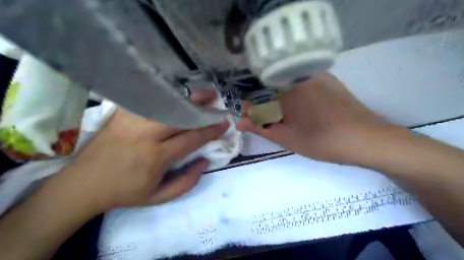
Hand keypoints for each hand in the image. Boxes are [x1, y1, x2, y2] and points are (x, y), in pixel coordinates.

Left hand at [58, 91, 229, 212]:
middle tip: (217, 101)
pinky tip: (176, 91)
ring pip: (166, 104)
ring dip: (186, 97)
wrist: (83, 184)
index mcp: (157, 157)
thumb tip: (205, 160)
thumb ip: (186, 182)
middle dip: (202, 107)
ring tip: (201, 92)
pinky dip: (165, 94)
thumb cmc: (124, 192)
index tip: (224, 123)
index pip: (192, 138)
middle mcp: (146, 135)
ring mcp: (132, 121)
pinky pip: (148, 100)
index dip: (211, 130)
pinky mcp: (121, 113)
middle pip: (180, 115)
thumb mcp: (158, 197)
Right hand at [239, 72, 394, 166]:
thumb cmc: (322, 141)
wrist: (367, 140)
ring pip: (293, 91)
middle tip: (289, 129)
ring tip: (305, 124)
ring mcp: (318, 76)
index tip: (264, 125)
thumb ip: (260, 127)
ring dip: (291, 106)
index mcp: (288, 89)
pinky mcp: (330, 80)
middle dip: (278, 111)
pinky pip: (307, 87)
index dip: (262, 115)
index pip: (263, 100)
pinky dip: (304, 100)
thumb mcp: (287, 137)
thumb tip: (239, 122)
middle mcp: (301, 76)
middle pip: (278, 94)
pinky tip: (315, 115)